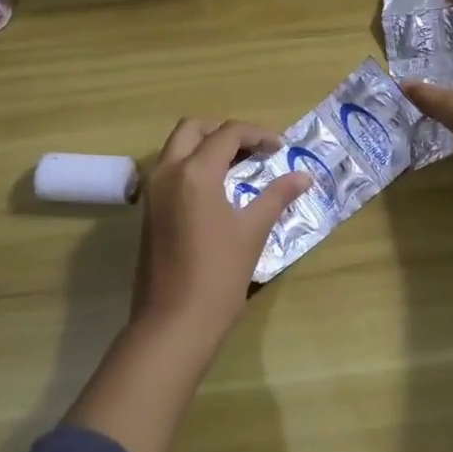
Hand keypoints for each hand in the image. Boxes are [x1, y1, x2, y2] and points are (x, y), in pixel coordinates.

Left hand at [132, 118, 310, 349]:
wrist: (173, 322)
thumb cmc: (218, 274)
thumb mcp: (253, 231)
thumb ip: (277, 196)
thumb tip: (304, 177)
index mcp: (195, 172)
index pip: (228, 133)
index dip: (258, 134)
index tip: (280, 148)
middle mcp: (168, 171)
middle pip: (193, 128)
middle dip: (224, 131)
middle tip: (253, 149)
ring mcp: (153, 191)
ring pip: (177, 147)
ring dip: (206, 145)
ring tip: (239, 166)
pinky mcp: (148, 209)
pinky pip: (170, 169)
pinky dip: (193, 164)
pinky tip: (218, 189)